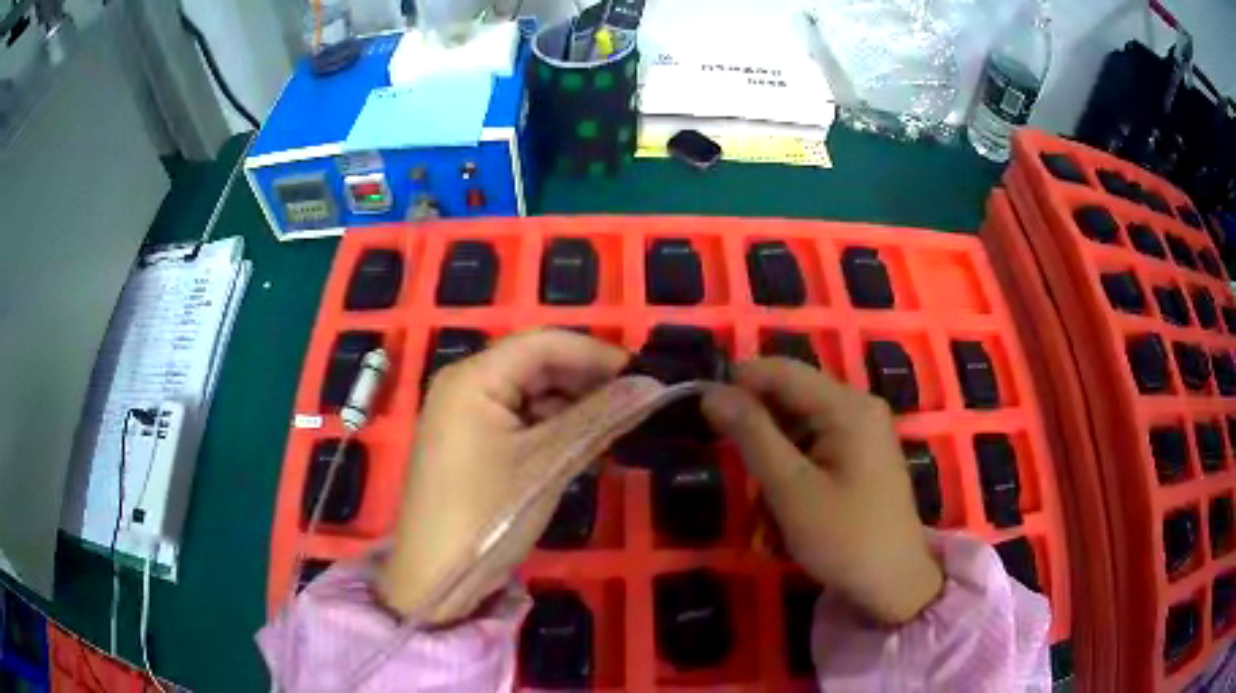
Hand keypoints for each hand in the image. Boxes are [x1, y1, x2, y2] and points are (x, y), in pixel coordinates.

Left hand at [377, 329, 627, 624]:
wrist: (436, 577)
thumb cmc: (489, 515)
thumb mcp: (549, 463)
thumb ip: (600, 417)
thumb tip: (653, 386)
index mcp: (473, 378)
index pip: (544, 343)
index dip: (596, 354)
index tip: (644, 376)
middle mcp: (465, 385)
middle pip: (537, 366)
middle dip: (587, 383)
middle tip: (636, 405)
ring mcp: (464, 415)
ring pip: (531, 395)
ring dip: (574, 408)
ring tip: (616, 430)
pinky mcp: (469, 443)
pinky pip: (519, 421)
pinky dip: (553, 430)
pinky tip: (584, 449)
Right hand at [702, 358, 943, 625]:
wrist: (894, 585)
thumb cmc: (844, 538)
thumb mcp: (790, 489)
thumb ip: (751, 435)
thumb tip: (712, 392)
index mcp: (848, 406)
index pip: (782, 371)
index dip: (738, 383)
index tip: (701, 412)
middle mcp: (859, 409)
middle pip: (792, 400)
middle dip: (759, 435)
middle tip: (739, 477)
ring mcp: (863, 434)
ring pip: (799, 430)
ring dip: (773, 464)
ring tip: (766, 514)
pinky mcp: (861, 459)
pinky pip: (815, 451)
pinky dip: (793, 476)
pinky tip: (786, 515)